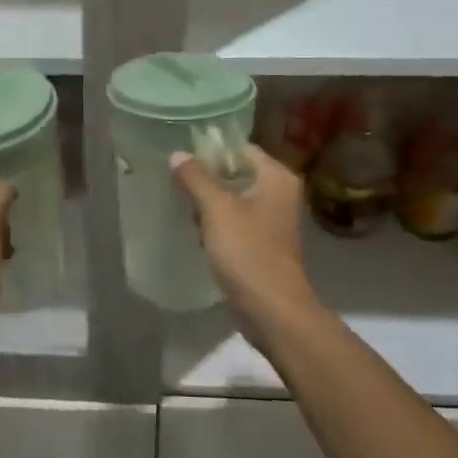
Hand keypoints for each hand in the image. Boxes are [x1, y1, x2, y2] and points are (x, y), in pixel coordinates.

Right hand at [171, 144, 317, 347]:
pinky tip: (198, 234)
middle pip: (237, 173)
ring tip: (184, 209)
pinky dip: (218, 225)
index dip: (212, 150)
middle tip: (177, 183)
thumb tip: (178, 154)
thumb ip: (196, 178)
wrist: (272, 309)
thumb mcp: (216, 209)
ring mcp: (273, 220)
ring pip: (234, 199)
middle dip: (207, 179)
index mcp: (276, 177)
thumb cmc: (247, 251)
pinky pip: (236, 222)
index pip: (241, 148)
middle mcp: (279, 193)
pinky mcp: (263, 244)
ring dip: (210, 204)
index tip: (182, 157)